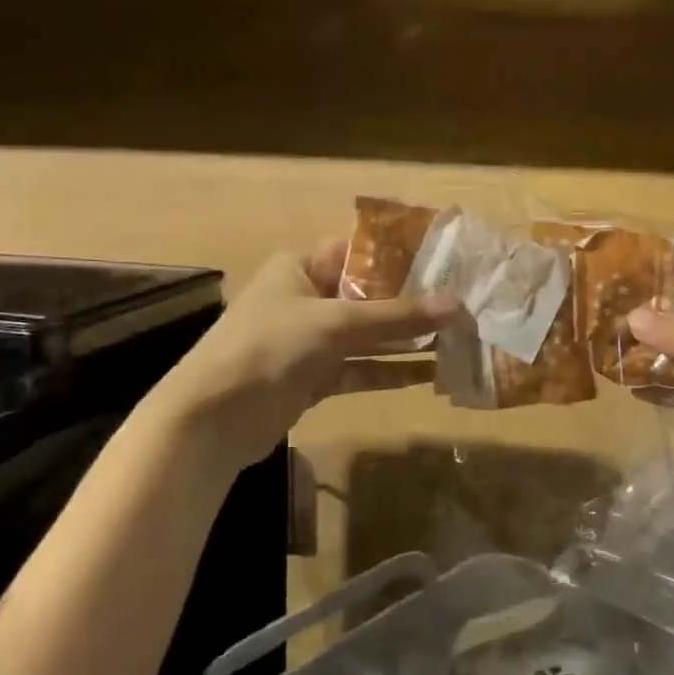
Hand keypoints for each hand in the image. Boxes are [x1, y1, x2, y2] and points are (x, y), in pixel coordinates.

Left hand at [146, 240, 455, 472]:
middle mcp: (307, 299)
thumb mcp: (334, 323)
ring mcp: (310, 341)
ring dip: (406, 340)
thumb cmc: (269, 348)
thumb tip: (456, 307)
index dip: (401, 258)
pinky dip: (390, 371)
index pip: (359, 254)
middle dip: (413, 303)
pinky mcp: (314, 378)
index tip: (447, 264)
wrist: (211, 420)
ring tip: (456, 339)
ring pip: (368, 336)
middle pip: (369, 296)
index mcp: (300, 268)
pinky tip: (428, 373)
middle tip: (462, 305)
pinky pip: (360, 368)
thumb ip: (395, 316)